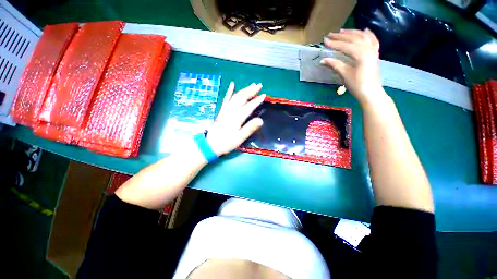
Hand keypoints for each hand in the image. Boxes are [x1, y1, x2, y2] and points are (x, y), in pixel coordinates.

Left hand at [206, 82, 265, 154]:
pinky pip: (226, 99)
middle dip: (251, 91)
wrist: (210, 145)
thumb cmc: (226, 143)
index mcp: (237, 117)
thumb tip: (261, 120)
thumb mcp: (239, 138)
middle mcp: (231, 111)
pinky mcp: (221, 111)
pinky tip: (232, 84)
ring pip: (235, 96)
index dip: (257, 100)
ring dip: (244, 90)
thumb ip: (249, 128)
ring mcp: (225, 110)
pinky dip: (229, 91)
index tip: (264, 95)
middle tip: (259, 85)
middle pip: (242, 98)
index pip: (249, 106)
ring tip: (251, 85)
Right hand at [320, 29, 384, 105]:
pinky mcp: (375, 54)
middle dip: (341, 36)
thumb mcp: (345, 75)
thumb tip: (323, 60)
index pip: (345, 46)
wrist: (371, 92)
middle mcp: (368, 49)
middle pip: (354, 38)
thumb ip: (335, 65)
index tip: (325, 41)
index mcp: (361, 54)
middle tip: (330, 35)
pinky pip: (373, 40)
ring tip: (342, 31)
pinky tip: (364, 31)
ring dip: (352, 33)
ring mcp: (373, 50)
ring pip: (363, 37)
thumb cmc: (357, 85)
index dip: (334, 44)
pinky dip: (368, 34)